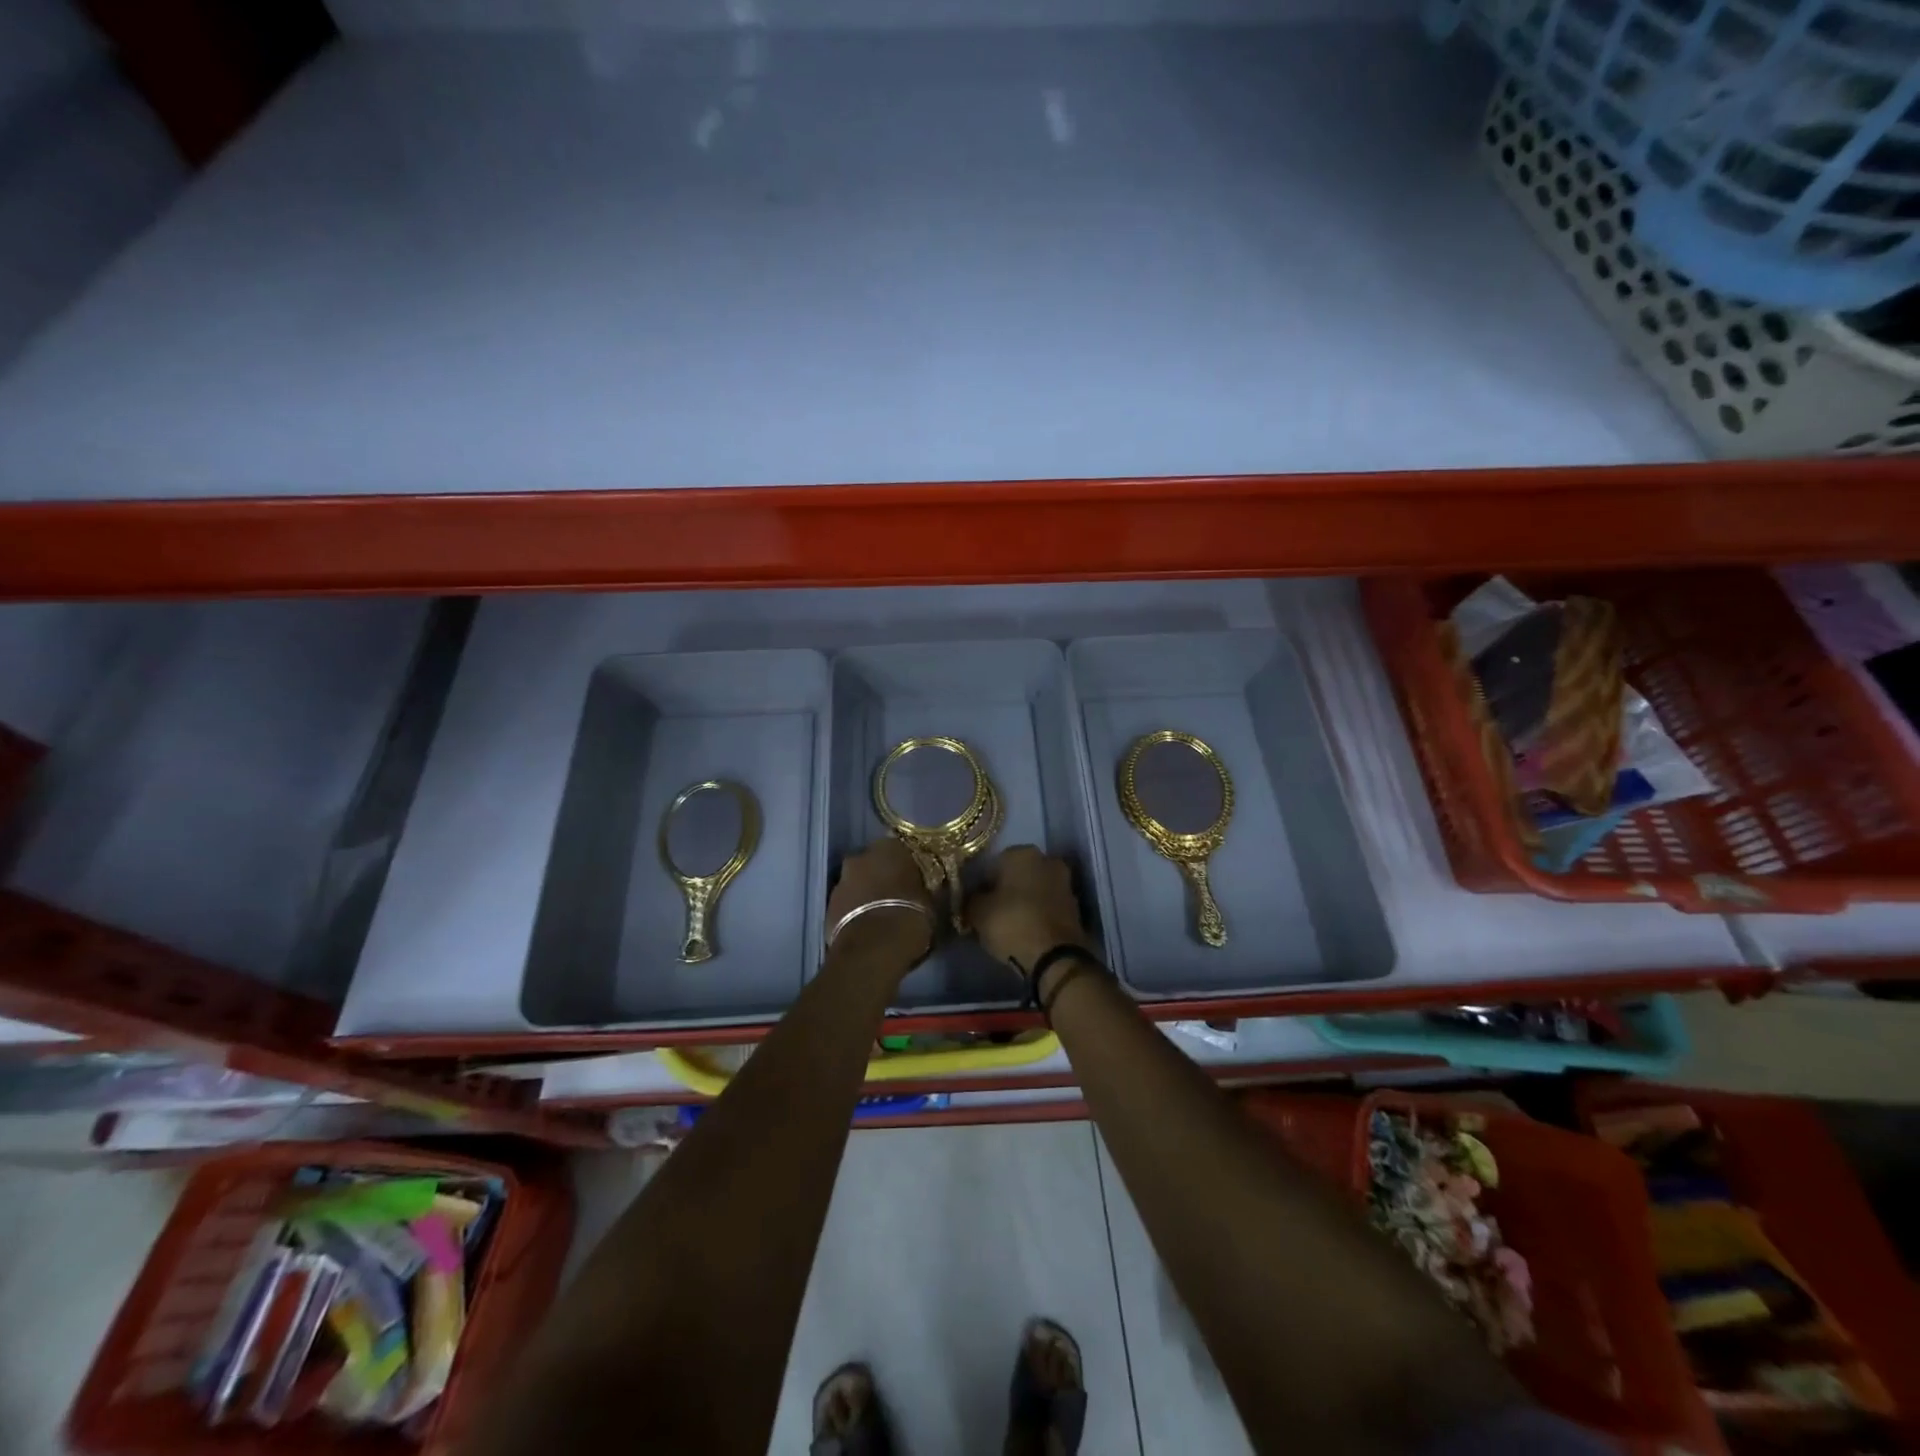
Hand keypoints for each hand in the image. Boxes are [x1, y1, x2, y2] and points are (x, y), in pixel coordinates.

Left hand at [824, 837, 935, 976]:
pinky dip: (855, 910)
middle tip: (898, 895)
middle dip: (884, 876)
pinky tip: (868, 926)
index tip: (916, 878)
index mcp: (890, 848)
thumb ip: (926, 888)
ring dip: (867, 893)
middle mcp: (861, 856)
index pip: (901, 848)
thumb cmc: (910, 918)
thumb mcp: (932, 901)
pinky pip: (847, 903)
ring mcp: (841, 880)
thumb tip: (928, 888)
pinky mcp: (828, 905)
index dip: (908, 865)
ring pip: (858, 882)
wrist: (873, 949)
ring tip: (882, 914)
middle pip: (874, 863)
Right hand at [968, 845, 1095, 980]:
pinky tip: (1026, 931)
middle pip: (1017, 874)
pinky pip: (1048, 905)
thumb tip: (973, 898)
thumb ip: (972, 899)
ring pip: (1035, 889)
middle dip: (1006, 890)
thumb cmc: (1012, 923)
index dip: (982, 884)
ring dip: (1023, 901)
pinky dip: (1038, 914)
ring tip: (1009, 925)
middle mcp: (1047, 860)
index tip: (976, 903)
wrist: (1055, 956)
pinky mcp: (1075, 906)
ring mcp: (1065, 882)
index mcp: (1022, 852)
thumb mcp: (977, 912)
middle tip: (992, 913)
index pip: (994, 863)